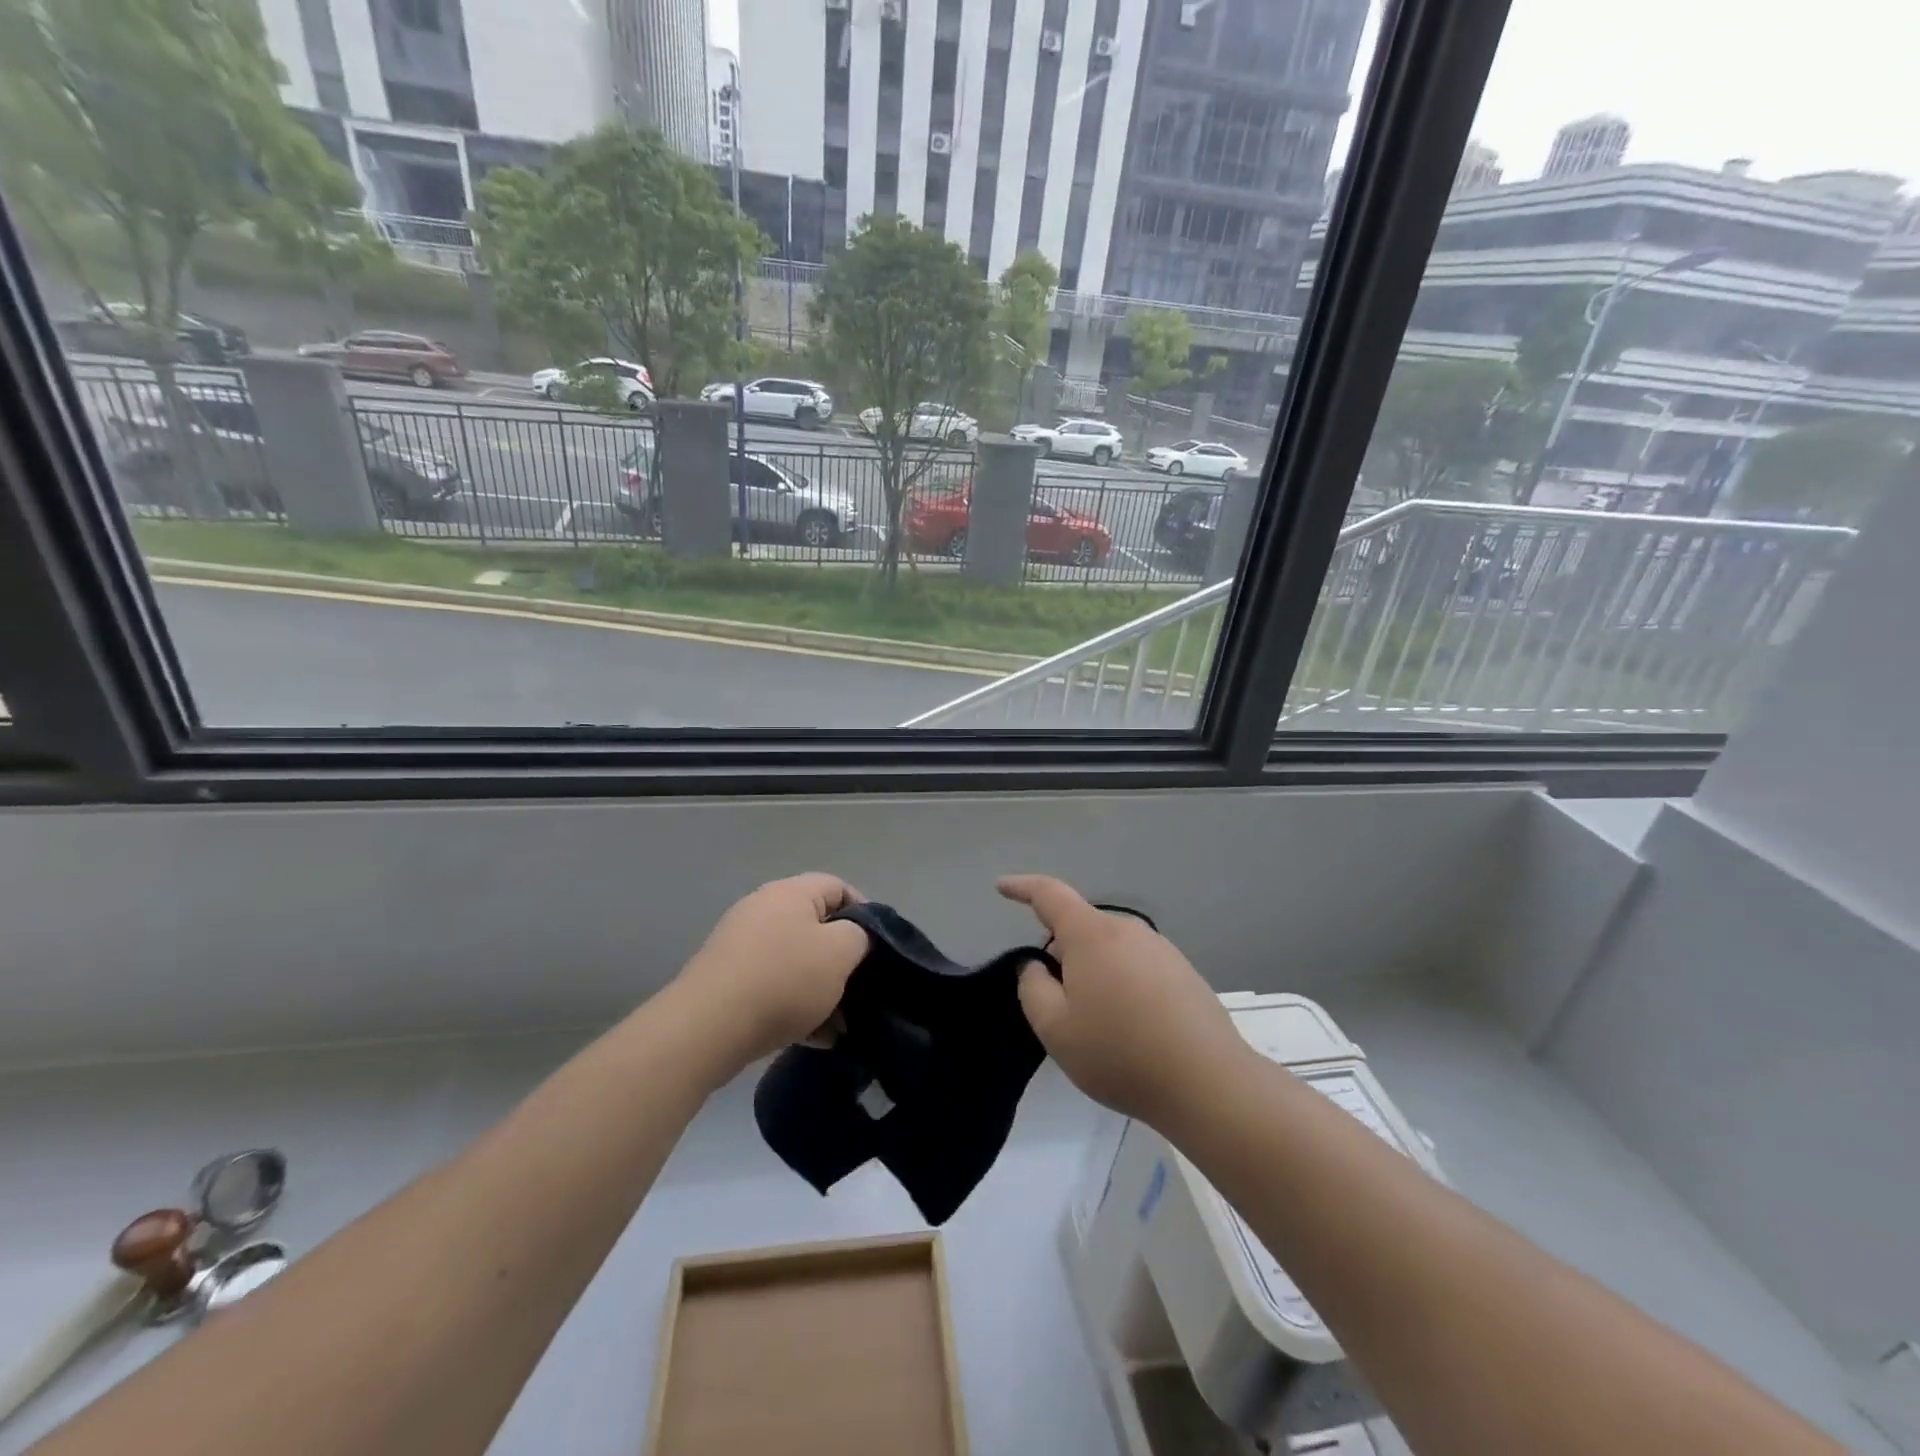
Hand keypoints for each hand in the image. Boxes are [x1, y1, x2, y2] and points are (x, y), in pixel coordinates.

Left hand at [673, 874, 869, 1076]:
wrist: (707, 1028)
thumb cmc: (783, 980)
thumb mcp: (840, 952)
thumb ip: (860, 936)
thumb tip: (853, 938)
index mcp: (790, 893)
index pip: (838, 887)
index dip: (865, 913)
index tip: (878, 948)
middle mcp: (763, 910)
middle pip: (816, 927)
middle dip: (842, 960)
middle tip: (860, 988)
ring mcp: (741, 946)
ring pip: (796, 962)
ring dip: (822, 990)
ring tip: (840, 1025)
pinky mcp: (728, 981)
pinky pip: (774, 987)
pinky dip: (796, 1007)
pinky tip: (815, 1039)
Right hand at [1001, 874, 1248, 1126]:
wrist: (1207, 1081)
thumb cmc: (1120, 1053)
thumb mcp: (1055, 1028)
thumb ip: (1032, 988)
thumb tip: (1036, 965)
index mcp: (1092, 935)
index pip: (1049, 895)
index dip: (1022, 888)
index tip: (1002, 886)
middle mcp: (1128, 930)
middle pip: (1081, 929)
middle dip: (1061, 954)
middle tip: (1056, 1004)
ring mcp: (1160, 950)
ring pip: (1109, 950)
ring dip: (1093, 973)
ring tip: (1097, 1025)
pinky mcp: (1183, 972)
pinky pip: (1136, 966)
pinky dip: (1121, 985)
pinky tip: (1131, 1029)